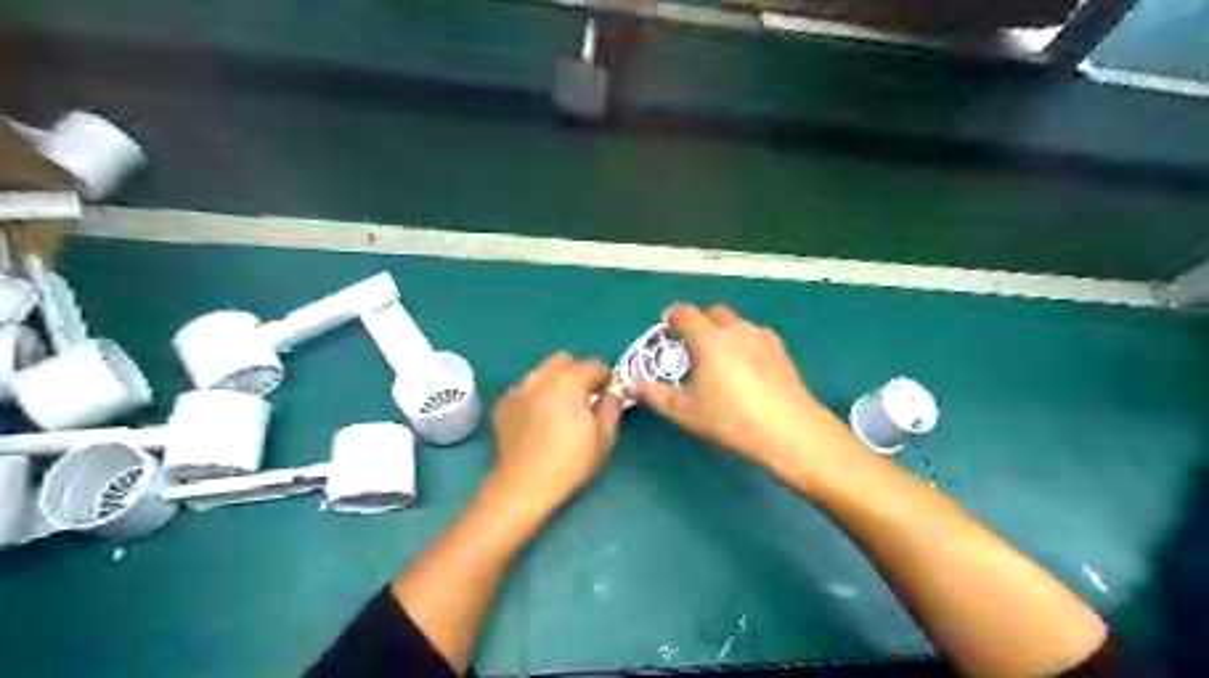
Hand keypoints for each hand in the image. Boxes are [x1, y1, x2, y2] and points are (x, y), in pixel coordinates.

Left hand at [491, 355, 622, 512]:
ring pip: (542, 373)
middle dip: (578, 372)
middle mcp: (541, 377)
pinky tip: (538, 419)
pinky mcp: (503, 405)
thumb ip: (612, 406)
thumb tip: (613, 391)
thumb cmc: (570, 462)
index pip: (594, 365)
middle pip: (564, 360)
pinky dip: (534, 396)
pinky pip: (524, 389)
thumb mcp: (604, 437)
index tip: (609, 395)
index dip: (606, 378)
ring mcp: (518, 389)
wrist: (523, 486)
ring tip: (560, 409)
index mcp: (569, 381)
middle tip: (585, 397)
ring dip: (555, 382)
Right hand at [636, 305, 842, 472]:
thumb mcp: (686, 412)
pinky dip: (744, 342)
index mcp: (709, 338)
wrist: (789, 430)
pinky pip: (755, 335)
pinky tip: (747, 366)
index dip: (672, 317)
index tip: (666, 329)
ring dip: (723, 331)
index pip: (685, 313)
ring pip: (736, 323)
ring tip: (719, 359)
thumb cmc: (731, 419)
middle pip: (712, 312)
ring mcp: (762, 337)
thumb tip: (632, 384)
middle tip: (692, 347)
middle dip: (699, 322)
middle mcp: (735, 329)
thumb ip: (655, 395)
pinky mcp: (781, 349)